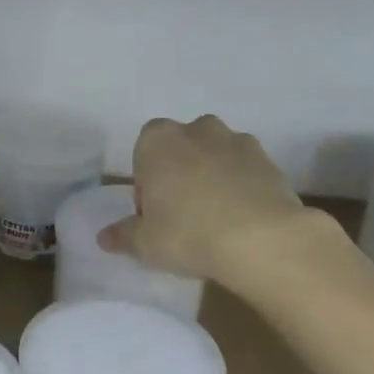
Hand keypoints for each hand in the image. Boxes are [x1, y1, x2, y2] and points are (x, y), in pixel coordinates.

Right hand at [99, 116, 315, 285]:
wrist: (263, 239)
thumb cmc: (189, 234)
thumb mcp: (146, 244)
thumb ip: (123, 236)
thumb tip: (104, 237)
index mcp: (157, 140)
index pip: (142, 153)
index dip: (146, 184)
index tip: (153, 214)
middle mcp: (196, 130)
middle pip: (179, 149)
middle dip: (179, 174)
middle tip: (182, 216)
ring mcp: (236, 141)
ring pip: (214, 156)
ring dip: (211, 177)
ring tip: (216, 219)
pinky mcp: (269, 159)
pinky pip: (245, 170)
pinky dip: (241, 186)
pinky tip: (243, 220)